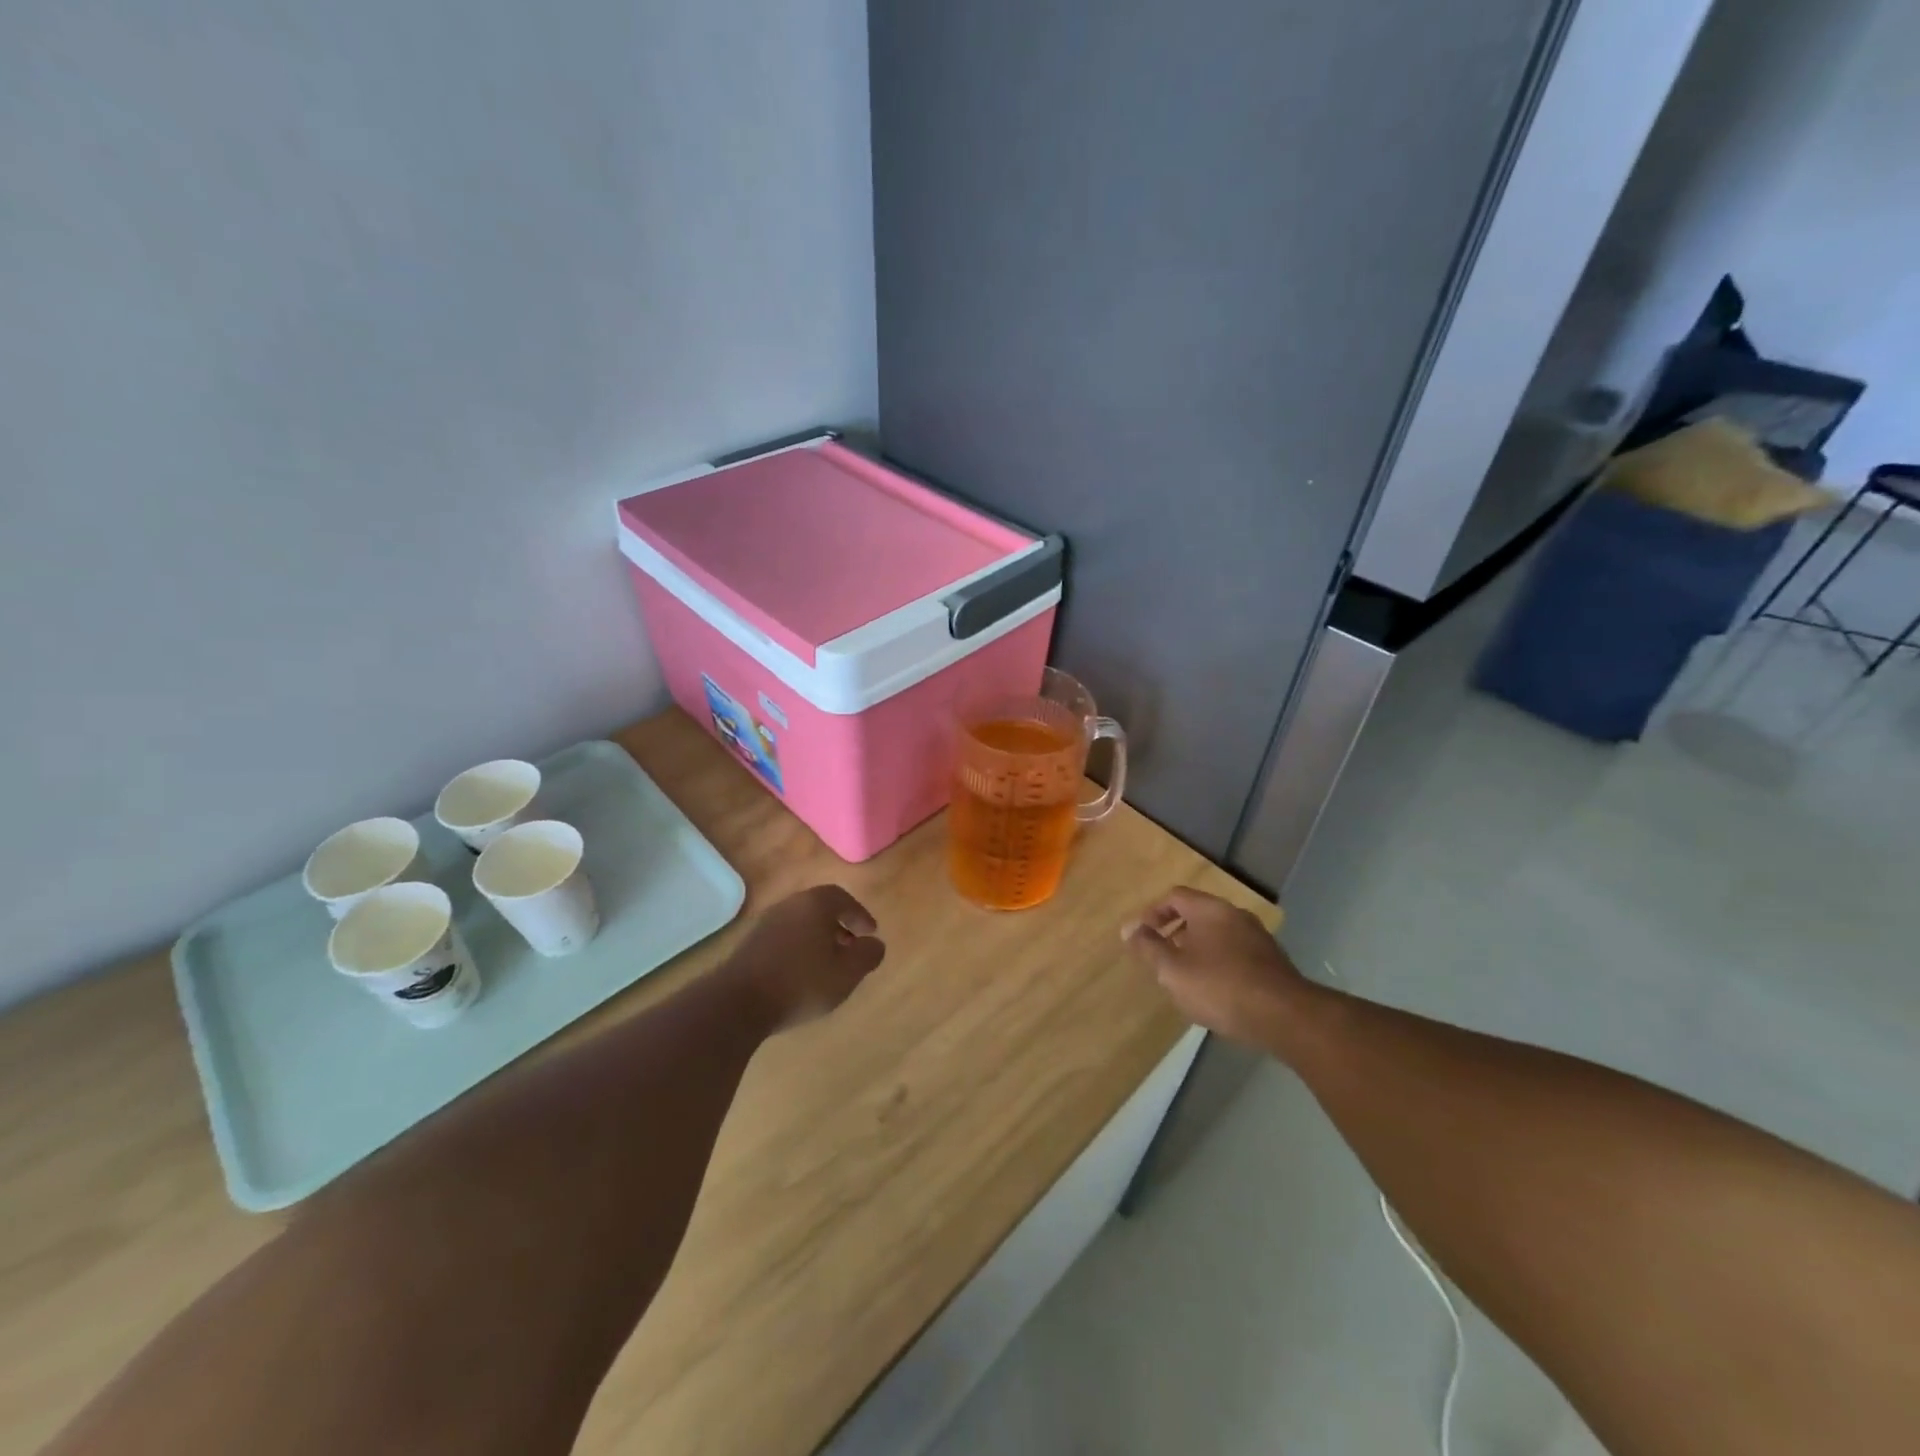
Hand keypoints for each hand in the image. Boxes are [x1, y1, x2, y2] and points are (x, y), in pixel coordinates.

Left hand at [725, 885, 885, 1031]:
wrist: (738, 1002)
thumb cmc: (801, 983)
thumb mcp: (847, 973)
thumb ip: (867, 955)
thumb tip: (875, 944)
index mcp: (815, 904)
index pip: (843, 898)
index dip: (859, 915)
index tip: (870, 933)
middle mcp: (789, 905)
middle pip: (819, 908)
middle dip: (839, 926)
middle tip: (851, 947)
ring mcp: (766, 923)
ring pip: (800, 923)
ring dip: (817, 938)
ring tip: (828, 964)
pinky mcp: (750, 944)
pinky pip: (784, 938)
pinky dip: (799, 948)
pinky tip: (801, 974)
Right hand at [1123, 887, 1305, 1045]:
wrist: (1284, 1016)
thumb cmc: (1220, 986)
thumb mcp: (1173, 970)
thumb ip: (1148, 947)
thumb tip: (1129, 928)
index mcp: (1209, 909)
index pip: (1175, 896)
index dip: (1154, 913)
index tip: (1142, 936)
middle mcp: (1235, 915)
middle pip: (1198, 913)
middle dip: (1176, 932)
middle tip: (1162, 957)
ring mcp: (1258, 937)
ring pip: (1218, 934)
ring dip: (1198, 948)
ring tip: (1186, 977)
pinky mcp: (1272, 961)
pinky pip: (1236, 952)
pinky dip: (1219, 962)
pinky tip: (1216, 989)